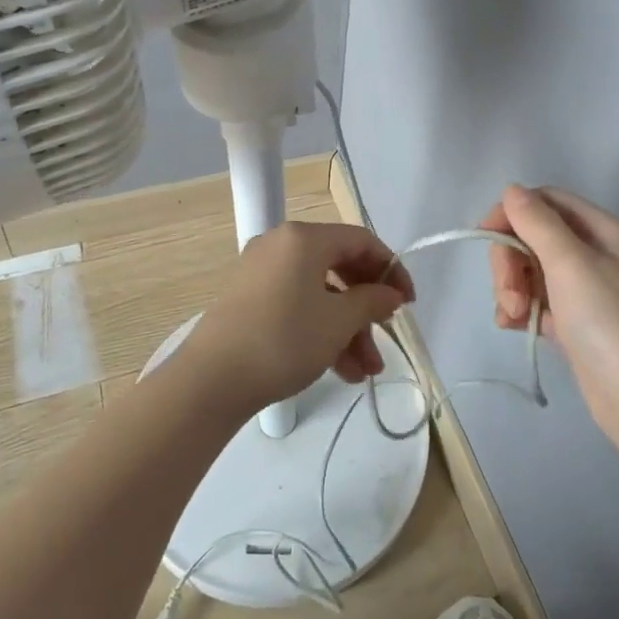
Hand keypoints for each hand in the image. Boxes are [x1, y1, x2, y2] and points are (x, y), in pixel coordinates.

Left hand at [184, 222, 414, 415]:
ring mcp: (261, 272)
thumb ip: (371, 302)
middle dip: (366, 308)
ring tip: (366, 372)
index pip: (360, 240)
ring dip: (346, 329)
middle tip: (385, 338)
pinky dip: (320, 330)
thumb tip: (390, 294)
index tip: (407, 302)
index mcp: (303, 238)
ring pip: (318, 292)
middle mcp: (281, 245)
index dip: (390, 269)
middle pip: (339, 267)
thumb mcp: (338, 322)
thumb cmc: (283, 339)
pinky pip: (296, 304)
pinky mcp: (249, 299)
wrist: (211, 380)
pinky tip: (340, 370)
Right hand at [482, 185, 618, 445]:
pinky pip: (537, 301)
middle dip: (511, 259)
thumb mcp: (571, 264)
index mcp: (603, 230)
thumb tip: (512, 189)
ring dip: (512, 287)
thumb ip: (537, 222)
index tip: (485, 237)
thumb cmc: (611, 324)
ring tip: (512, 316)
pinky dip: (520, 309)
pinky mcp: (577, 323)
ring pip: (531, 269)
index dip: (512, 213)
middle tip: (508, 293)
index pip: (547, 201)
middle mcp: (596, 253)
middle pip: (534, 236)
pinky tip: (512, 326)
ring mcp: (587, 290)